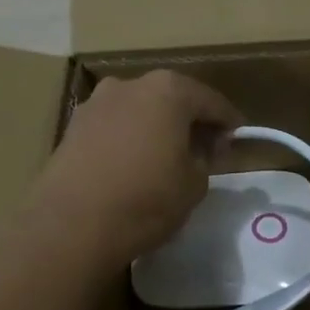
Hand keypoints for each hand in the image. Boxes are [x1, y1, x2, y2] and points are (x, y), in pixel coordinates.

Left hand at [27, 70, 241, 268]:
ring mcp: (96, 104)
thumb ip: (205, 159)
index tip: (237, 138)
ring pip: (139, 111)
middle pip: (171, 99)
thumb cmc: (146, 199)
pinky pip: (114, 128)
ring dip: (156, 128)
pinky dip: (130, 139)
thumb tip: (199, 150)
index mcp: (168, 91)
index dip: (228, 121)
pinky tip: (135, 164)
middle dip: (190, 121)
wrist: (73, 224)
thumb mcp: (195, 184)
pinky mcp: (72, 128)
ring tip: (167, 158)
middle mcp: (129, 85)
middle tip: (205, 148)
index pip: (211, 101)